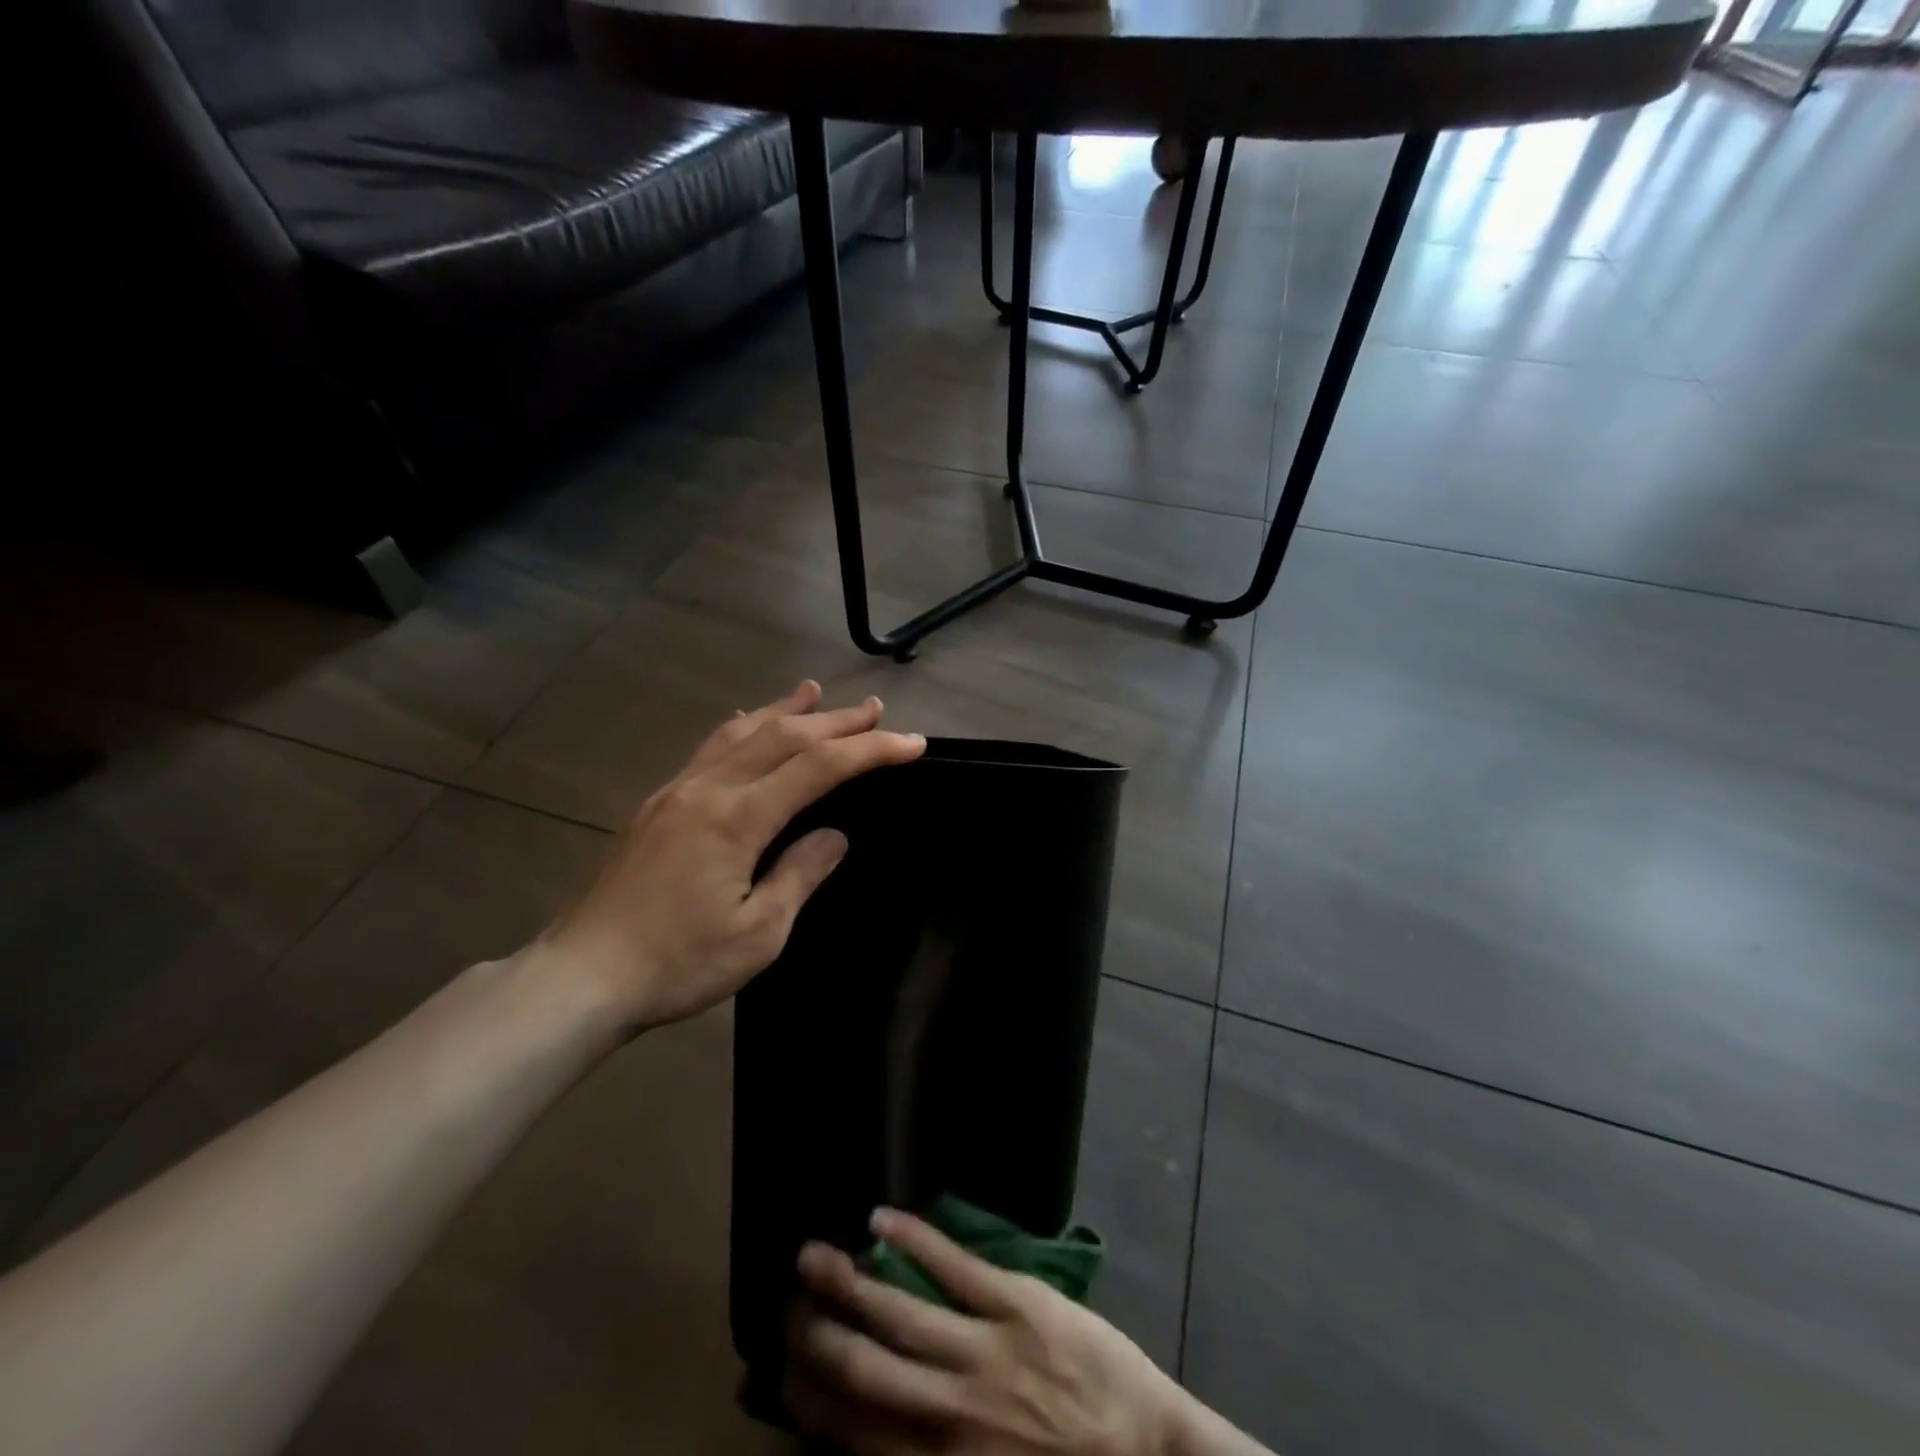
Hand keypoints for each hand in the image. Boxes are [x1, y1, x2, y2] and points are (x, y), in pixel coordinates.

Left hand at [531, 681, 924, 1031]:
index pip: (818, 767)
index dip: (870, 750)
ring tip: (814, 691)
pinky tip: (746, 723)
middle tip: (875, 709)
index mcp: (737, 818)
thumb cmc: (678, 964)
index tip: (911, 743)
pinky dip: (741, 729)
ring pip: (741, 733)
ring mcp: (677, 792)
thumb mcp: (758, 933)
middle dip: (835, 720)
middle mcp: (708, 790)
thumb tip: (834, 835)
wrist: (582, 977)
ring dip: (784, 710)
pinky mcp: (657, 805)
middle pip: (782, 736)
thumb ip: (800, 874)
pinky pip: (709, 750)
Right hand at [785, 1208, 1187, 1455]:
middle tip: (786, 1305)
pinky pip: (953, 1264)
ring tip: (812, 1257)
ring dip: (849, 1282)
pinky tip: (880, 1220)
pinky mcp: (1014, 1299)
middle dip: (818, 1334)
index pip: (854, 1431)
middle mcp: (949, 1409)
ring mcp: (982, 1347)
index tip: (784, 1369)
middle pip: (864, 1368)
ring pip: (899, 1311)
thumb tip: (867, 1433)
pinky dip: (913, 1240)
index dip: (811, 1398)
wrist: (1150, 1454)